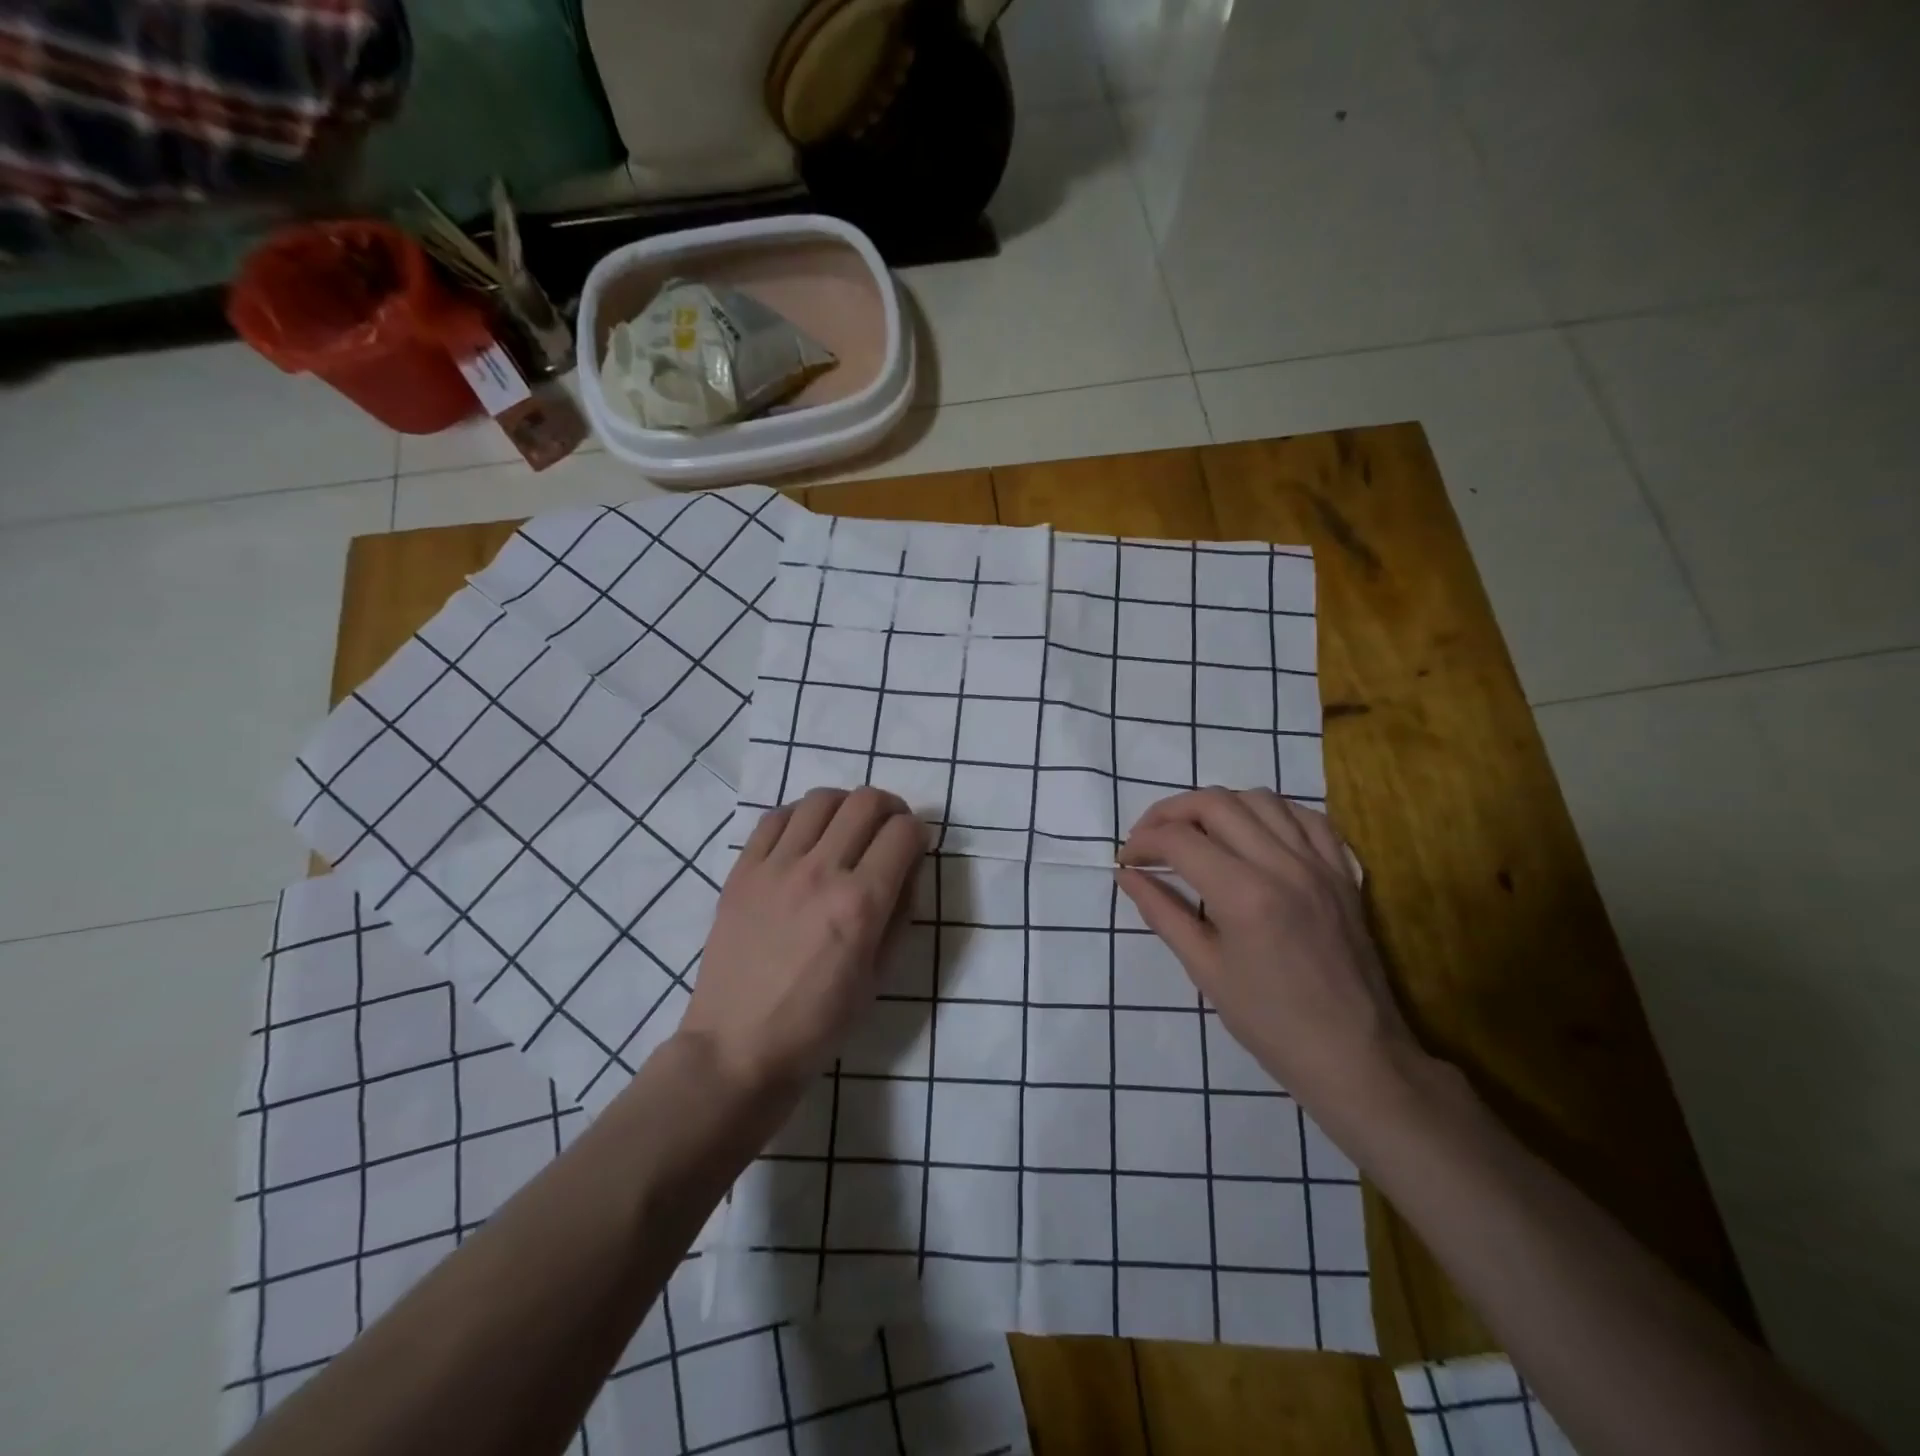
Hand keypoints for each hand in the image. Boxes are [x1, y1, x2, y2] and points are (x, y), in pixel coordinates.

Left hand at [678, 787, 927, 1095]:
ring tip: (845, 829)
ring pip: (820, 799)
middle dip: (890, 808)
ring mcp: (776, 867)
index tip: (915, 847)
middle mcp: (821, 872)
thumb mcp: (880, 976)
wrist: (738, 1046)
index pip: (904, 832)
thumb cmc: (818, 1023)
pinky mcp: (742, 870)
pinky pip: (774, 818)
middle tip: (887, 830)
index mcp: (861, 903)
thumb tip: (907, 866)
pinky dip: (799, 816)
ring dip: (845, 806)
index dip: (919, 832)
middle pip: (865, 801)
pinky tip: (804, 838)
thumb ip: (901, 912)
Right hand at [1117, 788, 1420, 1115]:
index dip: (1142, 842)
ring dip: (1217, 806)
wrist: (1355, 1057)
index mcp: (1244, 895)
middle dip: (1170, 812)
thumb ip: (1162, 913)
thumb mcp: (1204, 969)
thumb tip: (1127, 876)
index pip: (1178, 840)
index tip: (1126, 860)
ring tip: (1196, 832)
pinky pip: (1305, 816)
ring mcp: (1319, 863)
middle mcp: (1282, 864)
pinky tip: (1252, 832)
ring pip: (1259, 798)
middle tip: (1150, 839)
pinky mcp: (1342, 871)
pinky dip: (1269, 812)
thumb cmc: (1270, 1023)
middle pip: (1215, 803)